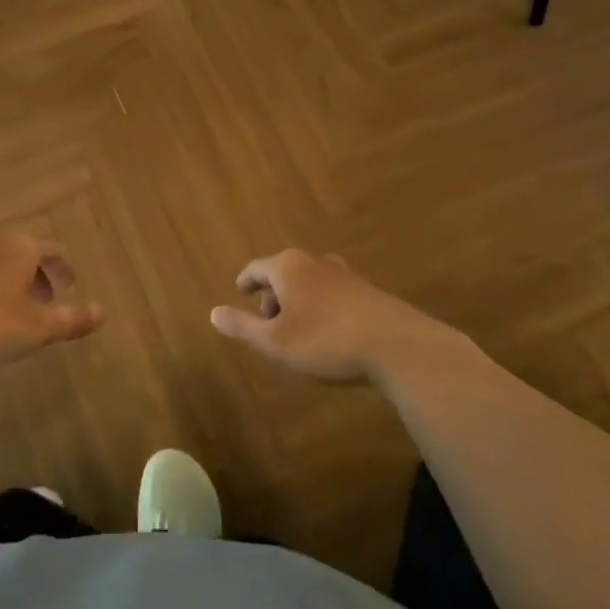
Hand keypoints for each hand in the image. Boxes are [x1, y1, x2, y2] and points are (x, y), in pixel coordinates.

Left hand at [0, 231, 102, 367]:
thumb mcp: (36, 328)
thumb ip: (72, 320)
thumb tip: (104, 312)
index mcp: (22, 247)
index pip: (54, 250)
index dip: (66, 270)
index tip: (72, 289)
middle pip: (26, 251)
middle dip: (40, 275)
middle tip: (46, 301)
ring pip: (0, 260)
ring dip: (13, 280)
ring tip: (14, 309)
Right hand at [210, 249, 467, 384]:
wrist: (396, 346)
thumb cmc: (325, 341)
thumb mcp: (275, 342)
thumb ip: (242, 327)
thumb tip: (213, 312)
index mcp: (287, 267)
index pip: (256, 268)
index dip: (246, 282)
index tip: (241, 291)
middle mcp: (314, 262)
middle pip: (284, 271)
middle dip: (273, 294)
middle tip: (270, 322)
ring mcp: (344, 274)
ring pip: (310, 280)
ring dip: (300, 300)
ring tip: (299, 327)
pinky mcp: (367, 290)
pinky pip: (333, 292)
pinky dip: (323, 305)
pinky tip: (330, 331)